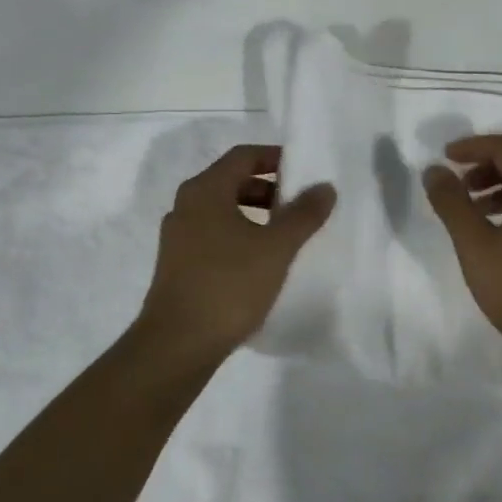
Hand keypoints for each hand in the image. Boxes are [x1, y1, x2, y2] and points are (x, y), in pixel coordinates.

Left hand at [137, 144, 334, 367]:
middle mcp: (186, 205)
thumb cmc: (229, 285)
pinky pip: (213, 234)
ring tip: (284, 233)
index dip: (275, 157)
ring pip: (222, 210)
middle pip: (232, 181)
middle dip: (268, 187)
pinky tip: (260, 261)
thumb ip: (304, 214)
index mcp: (205, 190)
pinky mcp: (176, 265)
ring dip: (255, 213)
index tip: (303, 170)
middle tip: (299, 203)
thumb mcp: (276, 247)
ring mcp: (177, 237)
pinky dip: (239, 235)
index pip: (243, 156)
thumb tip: (325, 187)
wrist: (176, 346)